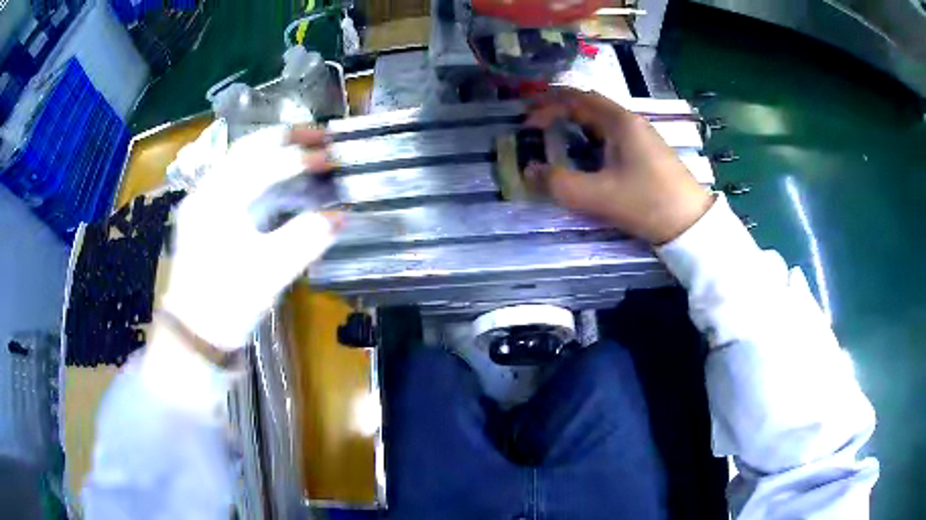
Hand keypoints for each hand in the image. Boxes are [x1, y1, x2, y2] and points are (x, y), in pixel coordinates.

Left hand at [160, 125, 341, 349]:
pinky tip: (275, 175)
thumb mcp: (269, 273)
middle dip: (285, 137)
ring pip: (237, 160)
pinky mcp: (203, 216)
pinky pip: (233, 178)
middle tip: (319, 134)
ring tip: (302, 146)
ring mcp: (201, 202)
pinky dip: (258, 168)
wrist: (193, 335)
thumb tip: (341, 215)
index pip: (263, 165)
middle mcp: (205, 192)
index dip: (300, 157)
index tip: (332, 157)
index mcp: (217, 202)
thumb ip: (306, 239)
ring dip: (271, 149)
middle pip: (246, 149)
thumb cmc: (227, 303)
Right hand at [526, 87, 713, 244]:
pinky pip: (611, 136)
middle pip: (588, 105)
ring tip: (554, 138)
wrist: (691, 224)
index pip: (576, 98)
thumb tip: (528, 172)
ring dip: (575, 124)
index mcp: (619, 121)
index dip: (546, 106)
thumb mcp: (597, 196)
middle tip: (535, 125)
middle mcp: (630, 122)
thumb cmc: (646, 202)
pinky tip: (585, 155)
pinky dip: (590, 138)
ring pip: (600, 121)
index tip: (527, 123)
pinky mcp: (647, 154)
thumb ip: (558, 183)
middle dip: (558, 110)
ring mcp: (641, 137)